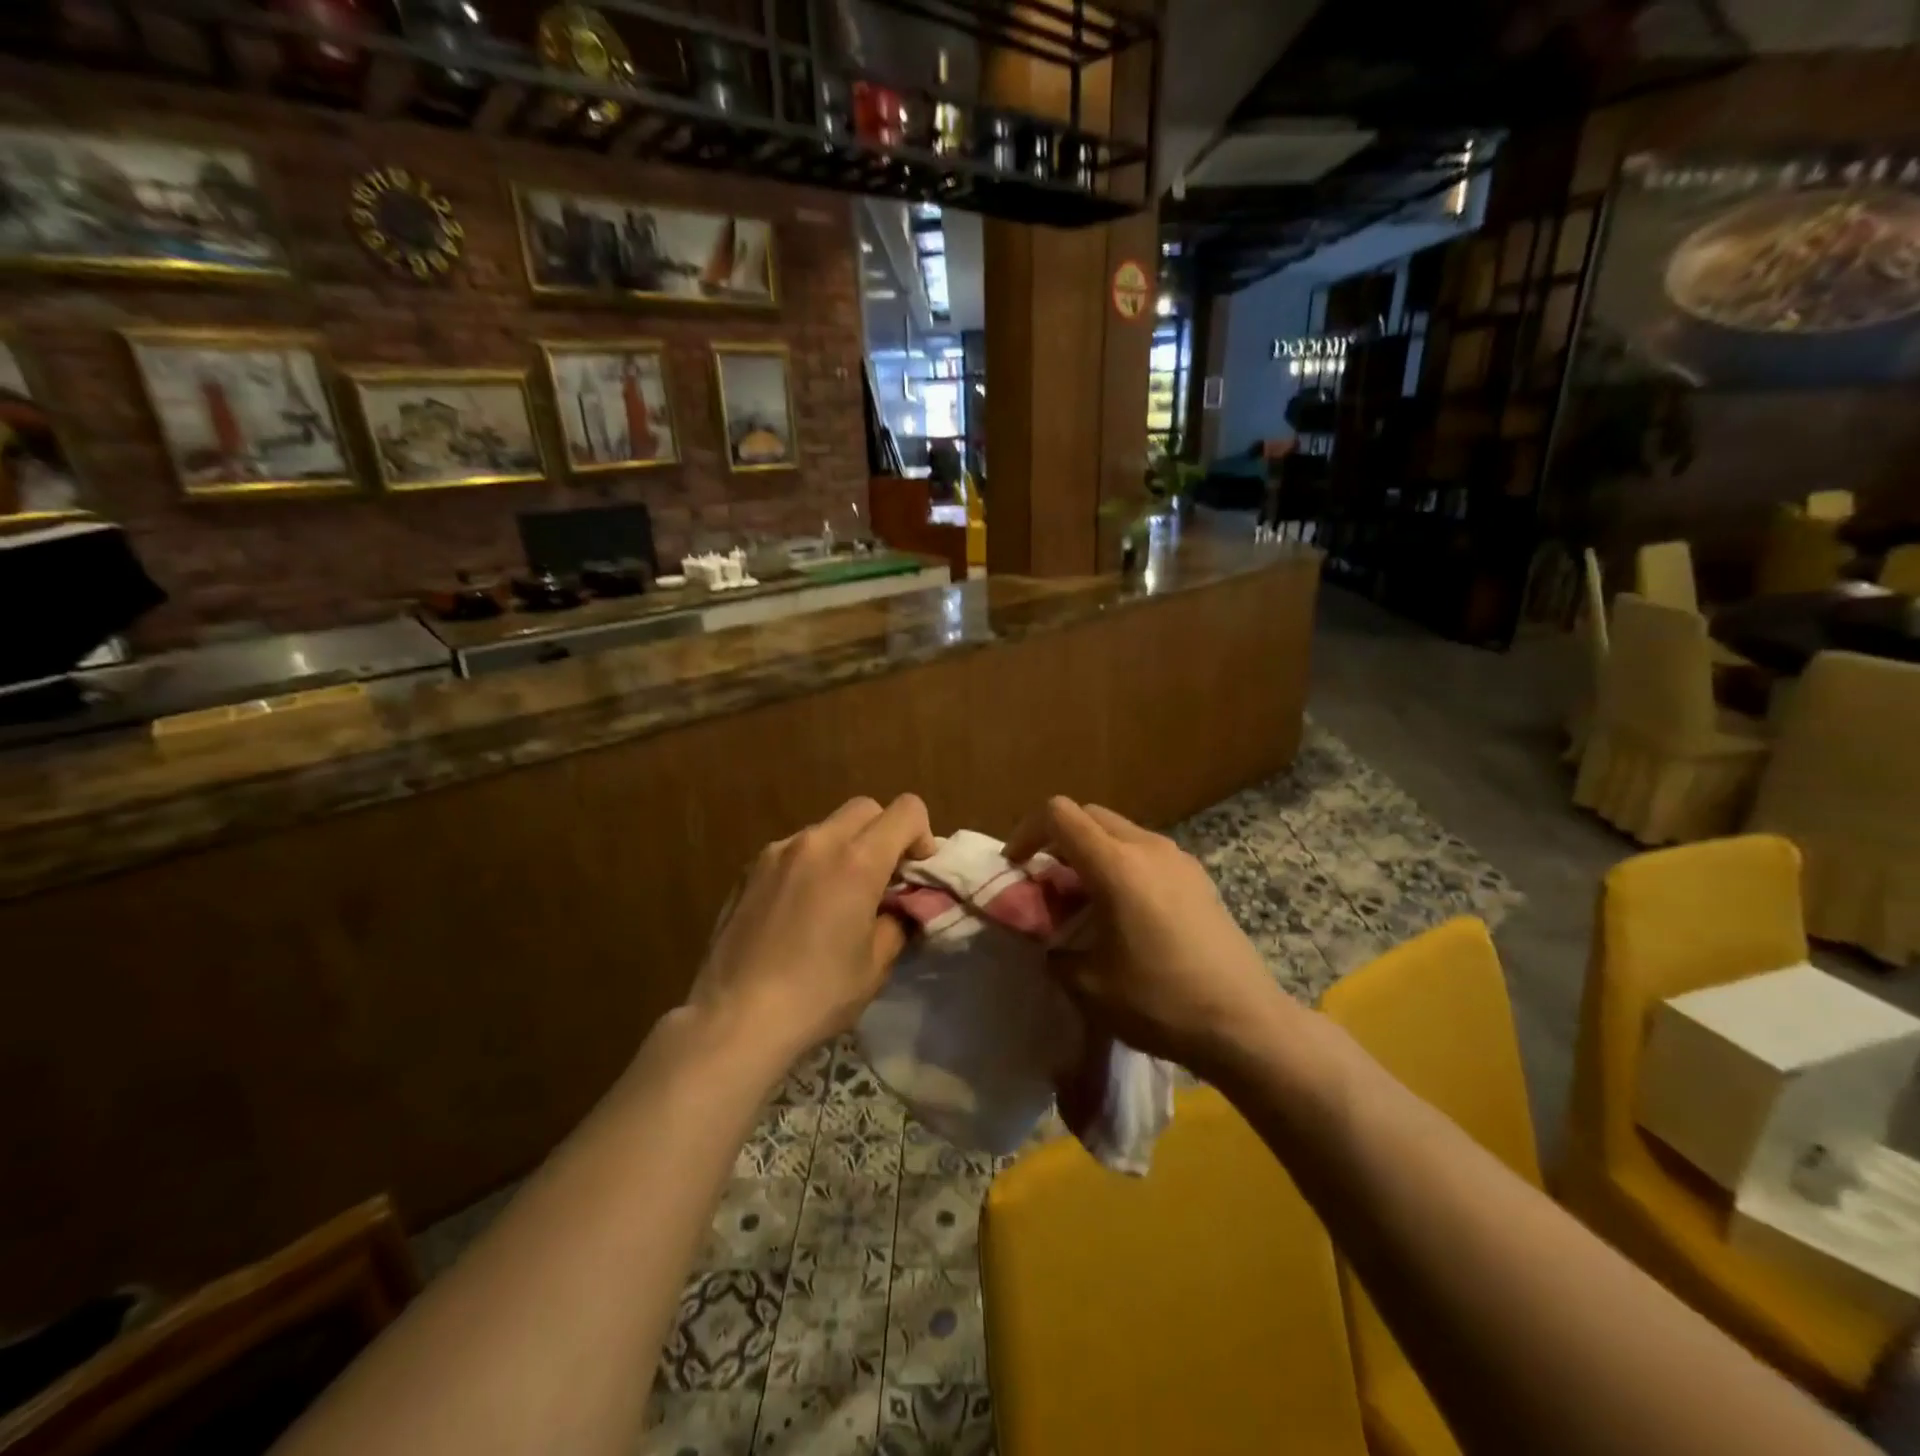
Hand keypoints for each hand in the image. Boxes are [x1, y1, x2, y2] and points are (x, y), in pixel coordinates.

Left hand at [686, 795, 936, 1066]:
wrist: (735, 1017)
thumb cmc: (817, 994)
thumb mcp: (876, 965)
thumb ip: (897, 920)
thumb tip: (900, 906)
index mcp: (857, 860)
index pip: (907, 810)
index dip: (922, 835)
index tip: (915, 873)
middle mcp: (817, 842)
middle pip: (865, 808)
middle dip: (884, 833)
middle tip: (882, 880)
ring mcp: (777, 851)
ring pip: (826, 828)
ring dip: (844, 848)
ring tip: (837, 897)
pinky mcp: (748, 869)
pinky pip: (793, 850)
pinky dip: (810, 864)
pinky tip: (799, 910)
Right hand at [1006, 797, 1277, 1076]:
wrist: (1244, 1023)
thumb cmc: (1159, 1001)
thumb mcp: (1088, 984)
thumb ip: (1054, 951)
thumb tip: (1050, 943)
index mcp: (1116, 864)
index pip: (1059, 814)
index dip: (1027, 832)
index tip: (1017, 867)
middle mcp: (1148, 847)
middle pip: (1089, 815)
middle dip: (1058, 840)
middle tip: (1047, 883)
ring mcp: (1179, 859)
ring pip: (1120, 832)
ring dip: (1092, 852)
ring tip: (1085, 901)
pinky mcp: (1199, 878)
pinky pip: (1147, 852)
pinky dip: (1122, 865)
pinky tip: (1126, 913)